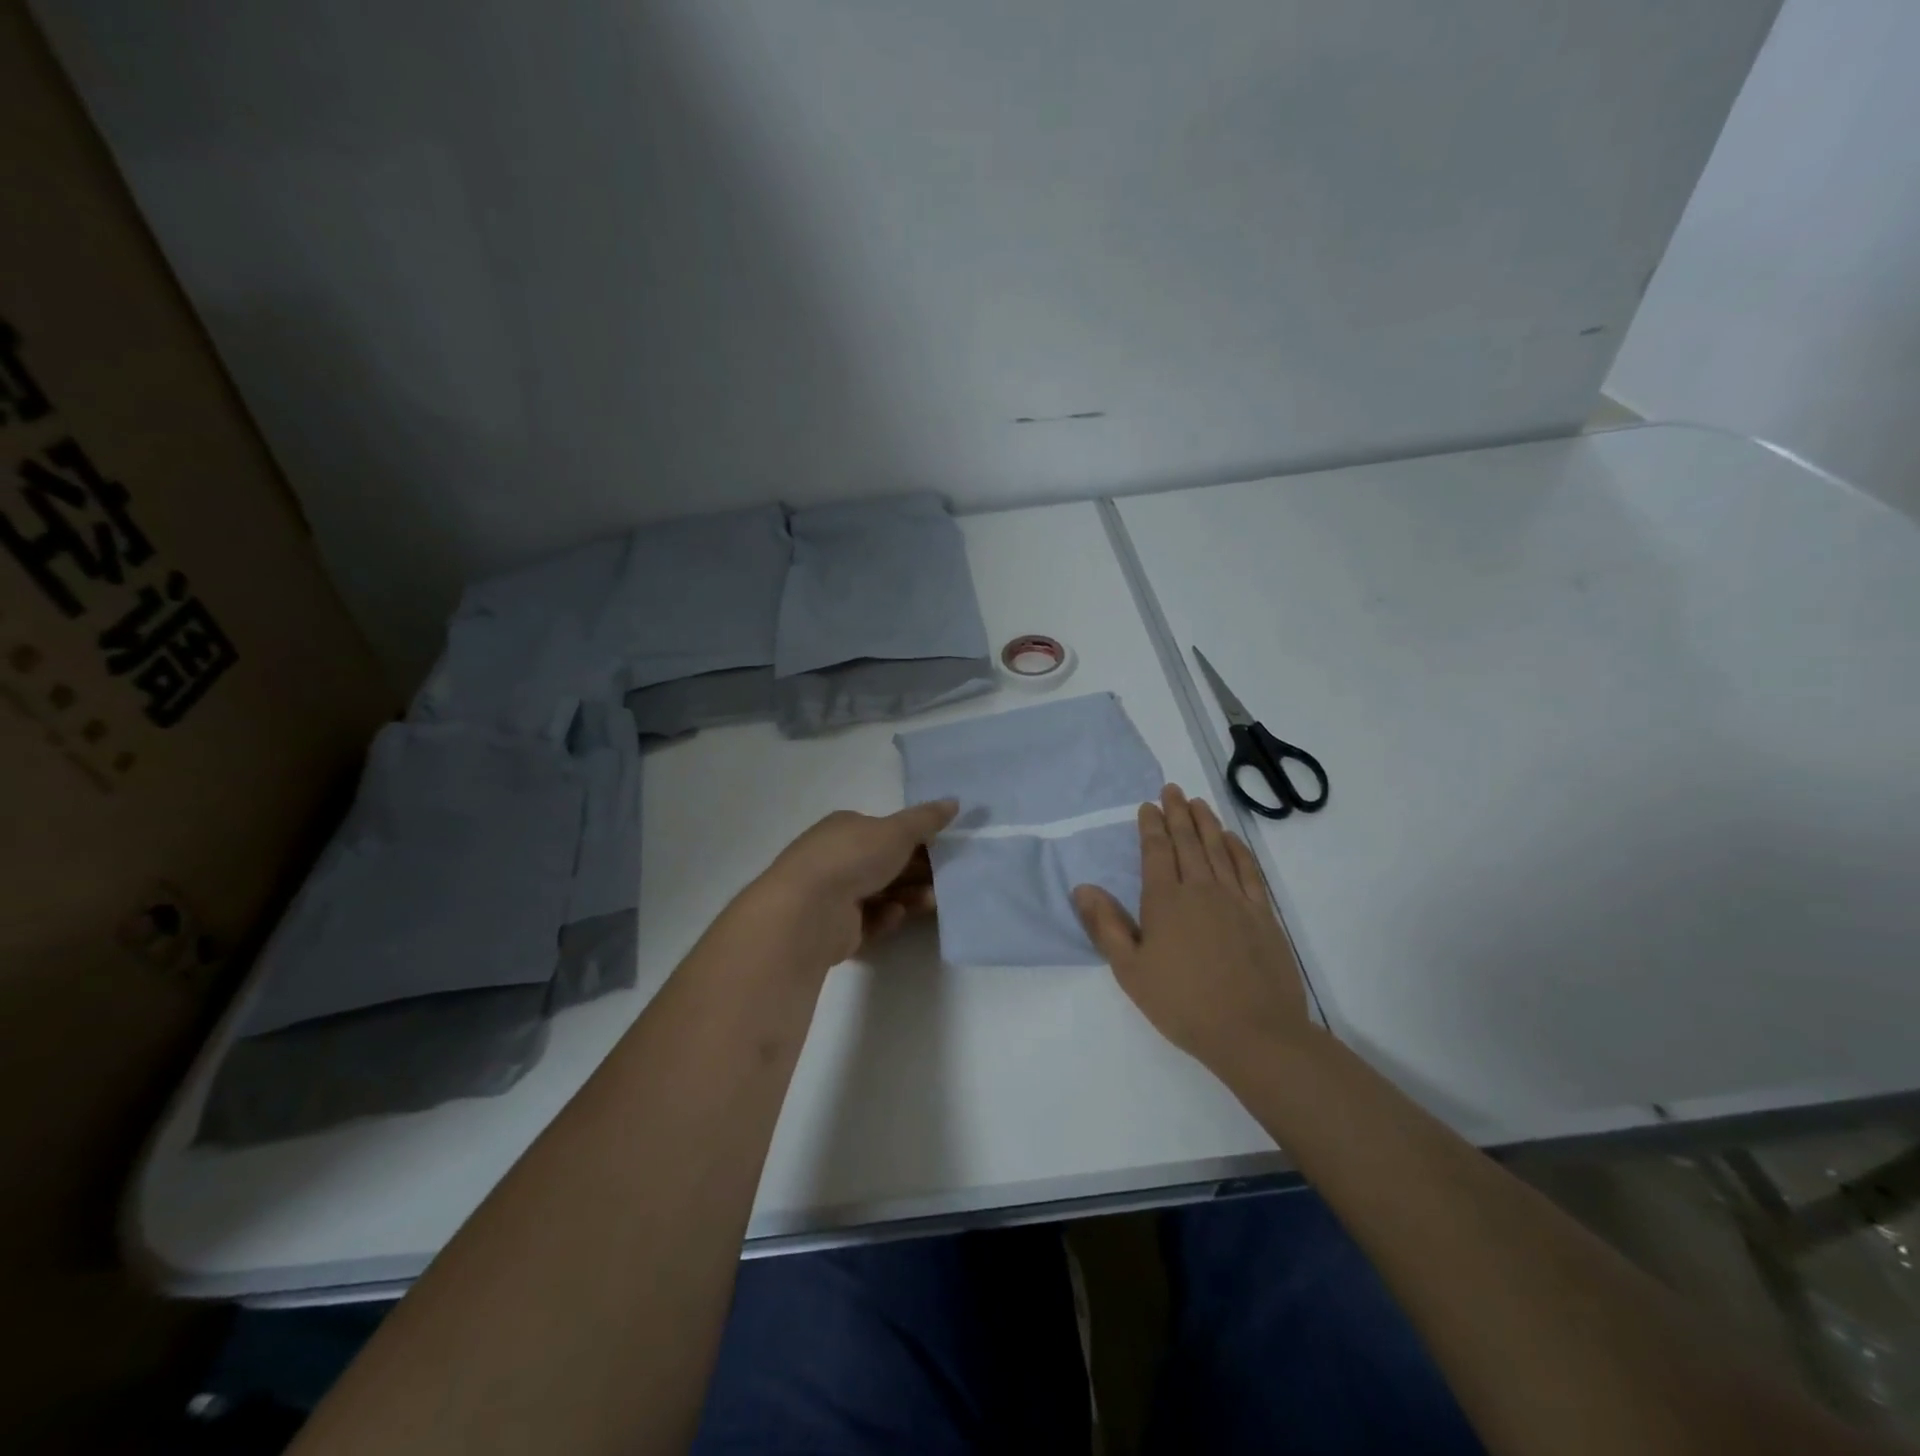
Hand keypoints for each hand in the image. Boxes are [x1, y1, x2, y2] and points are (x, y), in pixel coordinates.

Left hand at [743, 800, 958, 970]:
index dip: (915, 838)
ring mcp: (834, 894)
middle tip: (947, 879)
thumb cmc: (852, 858)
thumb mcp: (896, 831)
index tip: (944, 849)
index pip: (885, 831)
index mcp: (846, 828)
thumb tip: (954, 802)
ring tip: (932, 902)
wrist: (808, 910)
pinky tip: (896, 915)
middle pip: (885, 864)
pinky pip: (870, 921)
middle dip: (917, 871)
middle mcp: (837, 858)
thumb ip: (926, 819)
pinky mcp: (836, 928)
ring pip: (881, 893)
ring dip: (908, 896)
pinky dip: (886, 917)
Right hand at [1073, 785, 1314, 1079]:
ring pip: (1218, 849)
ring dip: (1206, 823)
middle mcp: (1201, 889)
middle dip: (1177, 813)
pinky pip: (1249, 870)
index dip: (1151, 826)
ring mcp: (1236, 899)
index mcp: (1165, 901)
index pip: (1157, 851)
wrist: (1254, 1032)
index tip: (1148, 806)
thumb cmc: (1182, 1003)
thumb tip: (1083, 888)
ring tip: (1198, 802)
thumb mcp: (1130, 970)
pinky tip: (1232, 839)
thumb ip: (1106, 926)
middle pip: (1188, 842)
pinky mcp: (1263, 914)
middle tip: (1172, 789)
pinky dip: (1239, 849)